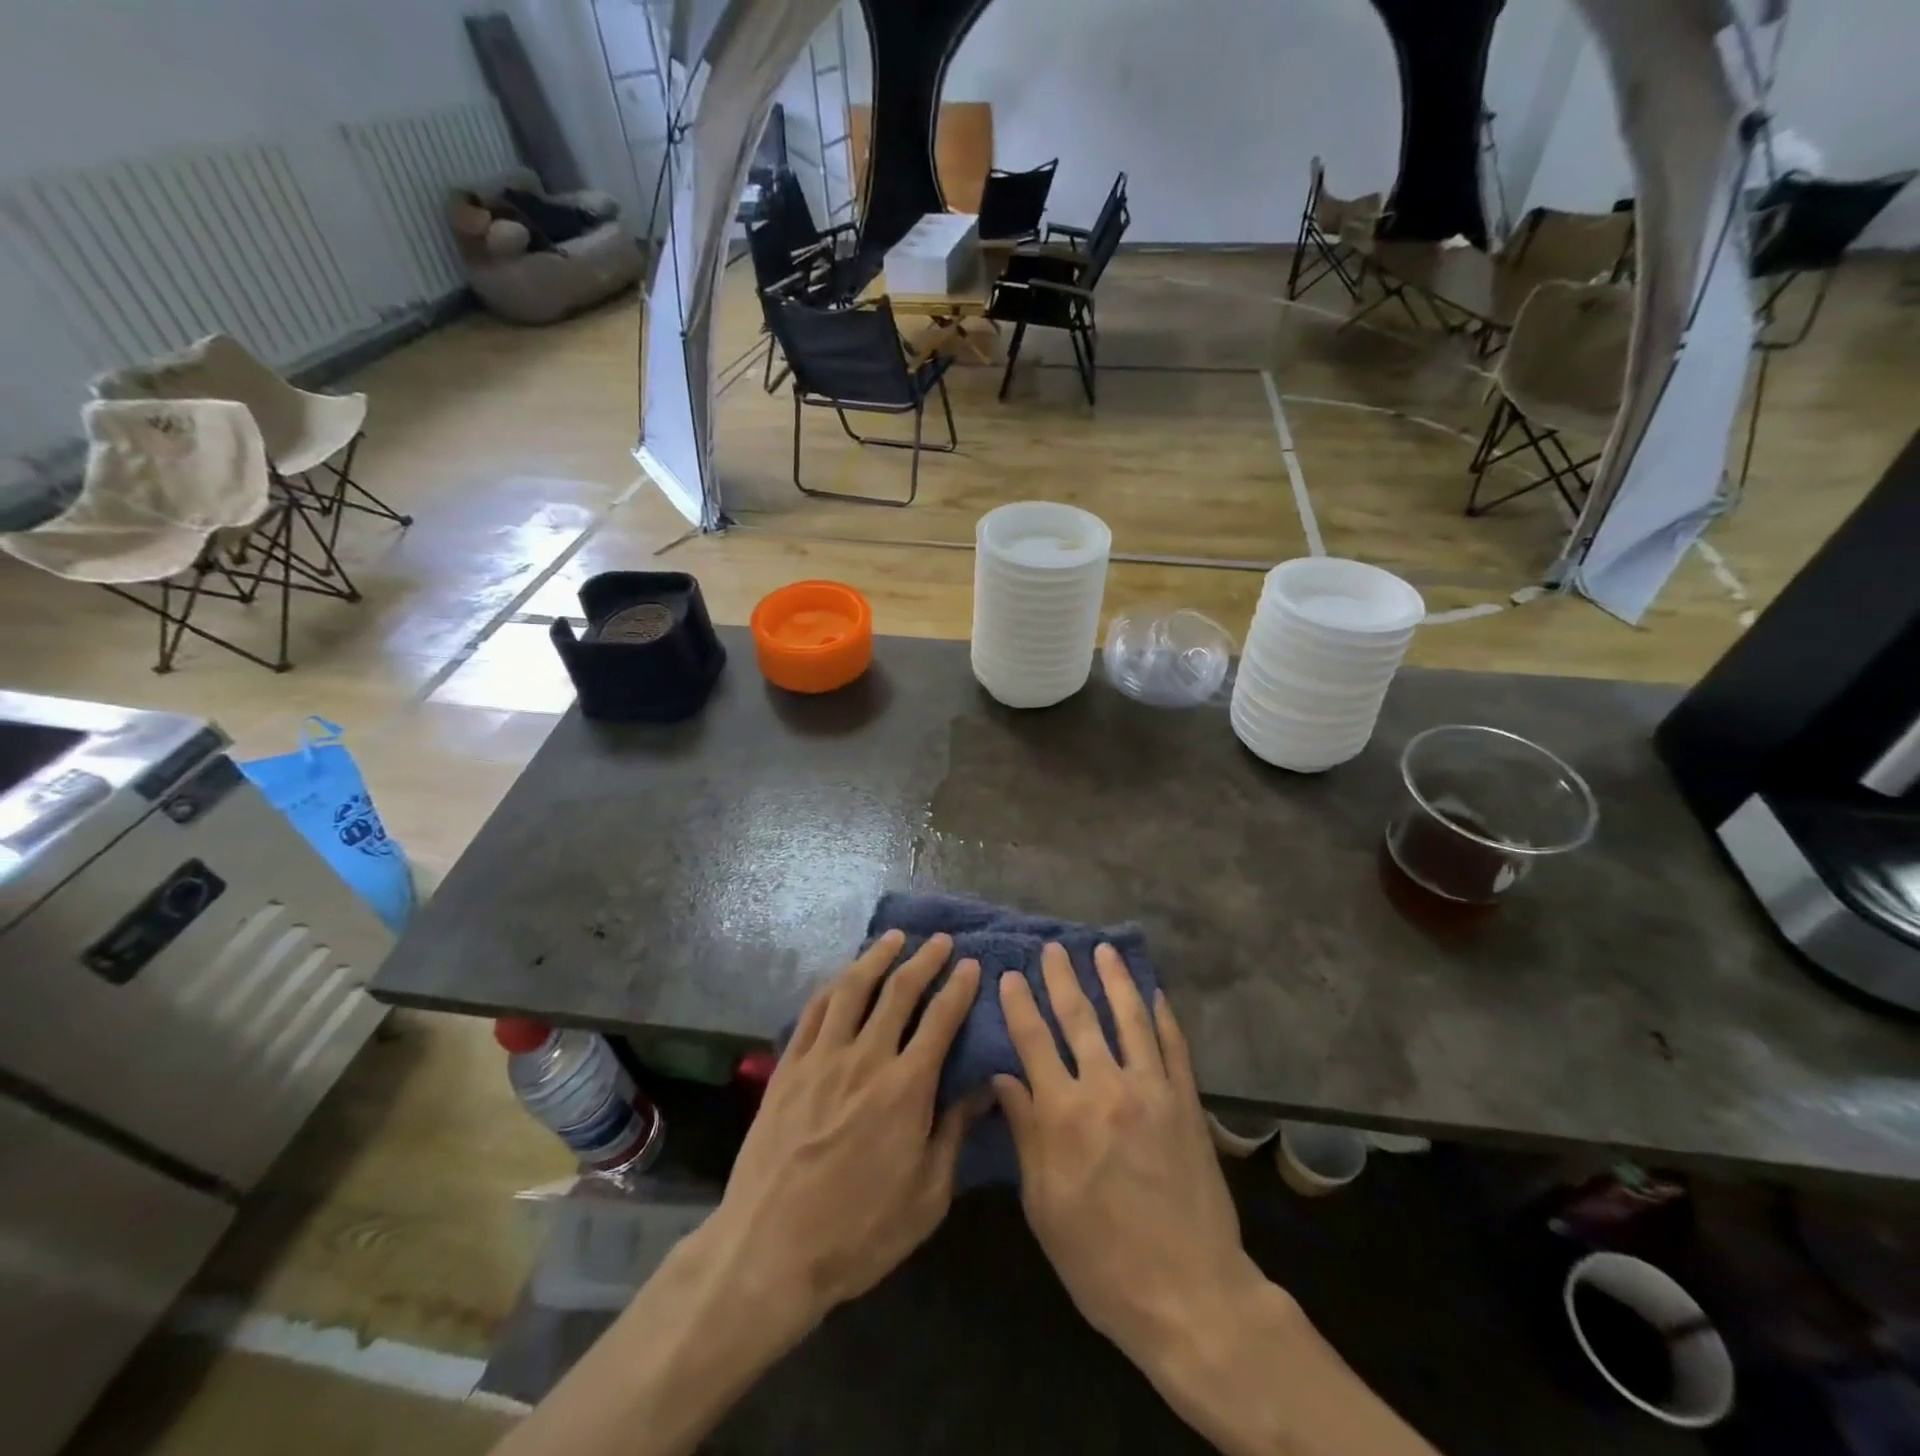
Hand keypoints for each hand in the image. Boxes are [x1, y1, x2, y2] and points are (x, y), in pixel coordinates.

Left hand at [707, 931, 982, 1324]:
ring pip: (853, 989)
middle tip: (939, 940)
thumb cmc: (859, 1232)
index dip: (958, 987)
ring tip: (893, 938)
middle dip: (923, 960)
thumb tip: (985, 1086)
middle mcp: (866, 1059)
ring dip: (877, 958)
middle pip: (898, 991)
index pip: (940, 1020)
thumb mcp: (926, 1196)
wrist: (770, 1249)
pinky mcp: (788, 1067)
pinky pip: (814, 1011)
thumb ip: (955, 1132)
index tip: (971, 964)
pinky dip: (834, 985)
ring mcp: (822, 1058)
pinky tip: (844, 977)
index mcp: (906, 1088)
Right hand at [993, 944, 1269, 1366]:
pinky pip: (1174, 1046)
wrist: (1189, 1294)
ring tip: (1103, 950)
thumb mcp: (1044, 1206)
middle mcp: (1107, 1088)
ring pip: (1130, 1018)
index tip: (1009, 975)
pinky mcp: (1187, 1102)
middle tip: (1053, 947)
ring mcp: (1153, 1090)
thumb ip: (1026, 1134)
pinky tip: (1154, 994)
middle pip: (1079, 1018)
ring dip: (1115, 980)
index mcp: (1064, 1114)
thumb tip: (1004, 1078)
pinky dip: (1162, 1015)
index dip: (1019, 1005)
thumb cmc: (1101, 1260)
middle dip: (1062, 978)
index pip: (1034, 1041)